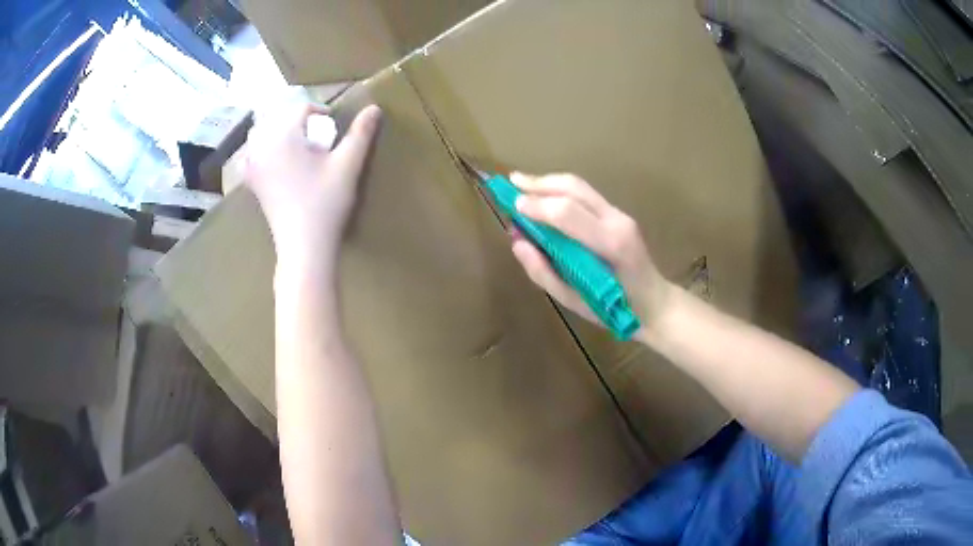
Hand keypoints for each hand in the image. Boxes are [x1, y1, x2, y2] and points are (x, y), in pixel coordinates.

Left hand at [245, 100, 381, 268]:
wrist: (304, 245)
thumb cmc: (326, 203)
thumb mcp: (348, 165)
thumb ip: (360, 134)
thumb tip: (375, 107)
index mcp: (284, 136)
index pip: (301, 109)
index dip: (320, 113)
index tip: (333, 128)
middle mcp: (263, 146)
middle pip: (280, 120)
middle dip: (299, 123)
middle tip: (317, 139)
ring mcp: (254, 167)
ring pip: (263, 136)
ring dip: (279, 134)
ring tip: (297, 147)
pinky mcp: (253, 184)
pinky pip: (250, 157)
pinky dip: (259, 153)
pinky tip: (271, 161)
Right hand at [509, 173, 673, 338]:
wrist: (654, 303)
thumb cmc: (614, 309)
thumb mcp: (573, 301)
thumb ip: (544, 272)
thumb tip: (518, 242)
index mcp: (609, 243)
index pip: (567, 212)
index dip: (537, 206)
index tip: (513, 206)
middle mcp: (617, 220)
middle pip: (574, 188)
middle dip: (540, 183)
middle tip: (511, 182)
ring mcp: (620, 214)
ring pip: (580, 186)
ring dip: (549, 182)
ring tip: (521, 183)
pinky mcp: (618, 214)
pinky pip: (585, 194)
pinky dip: (560, 190)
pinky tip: (545, 195)